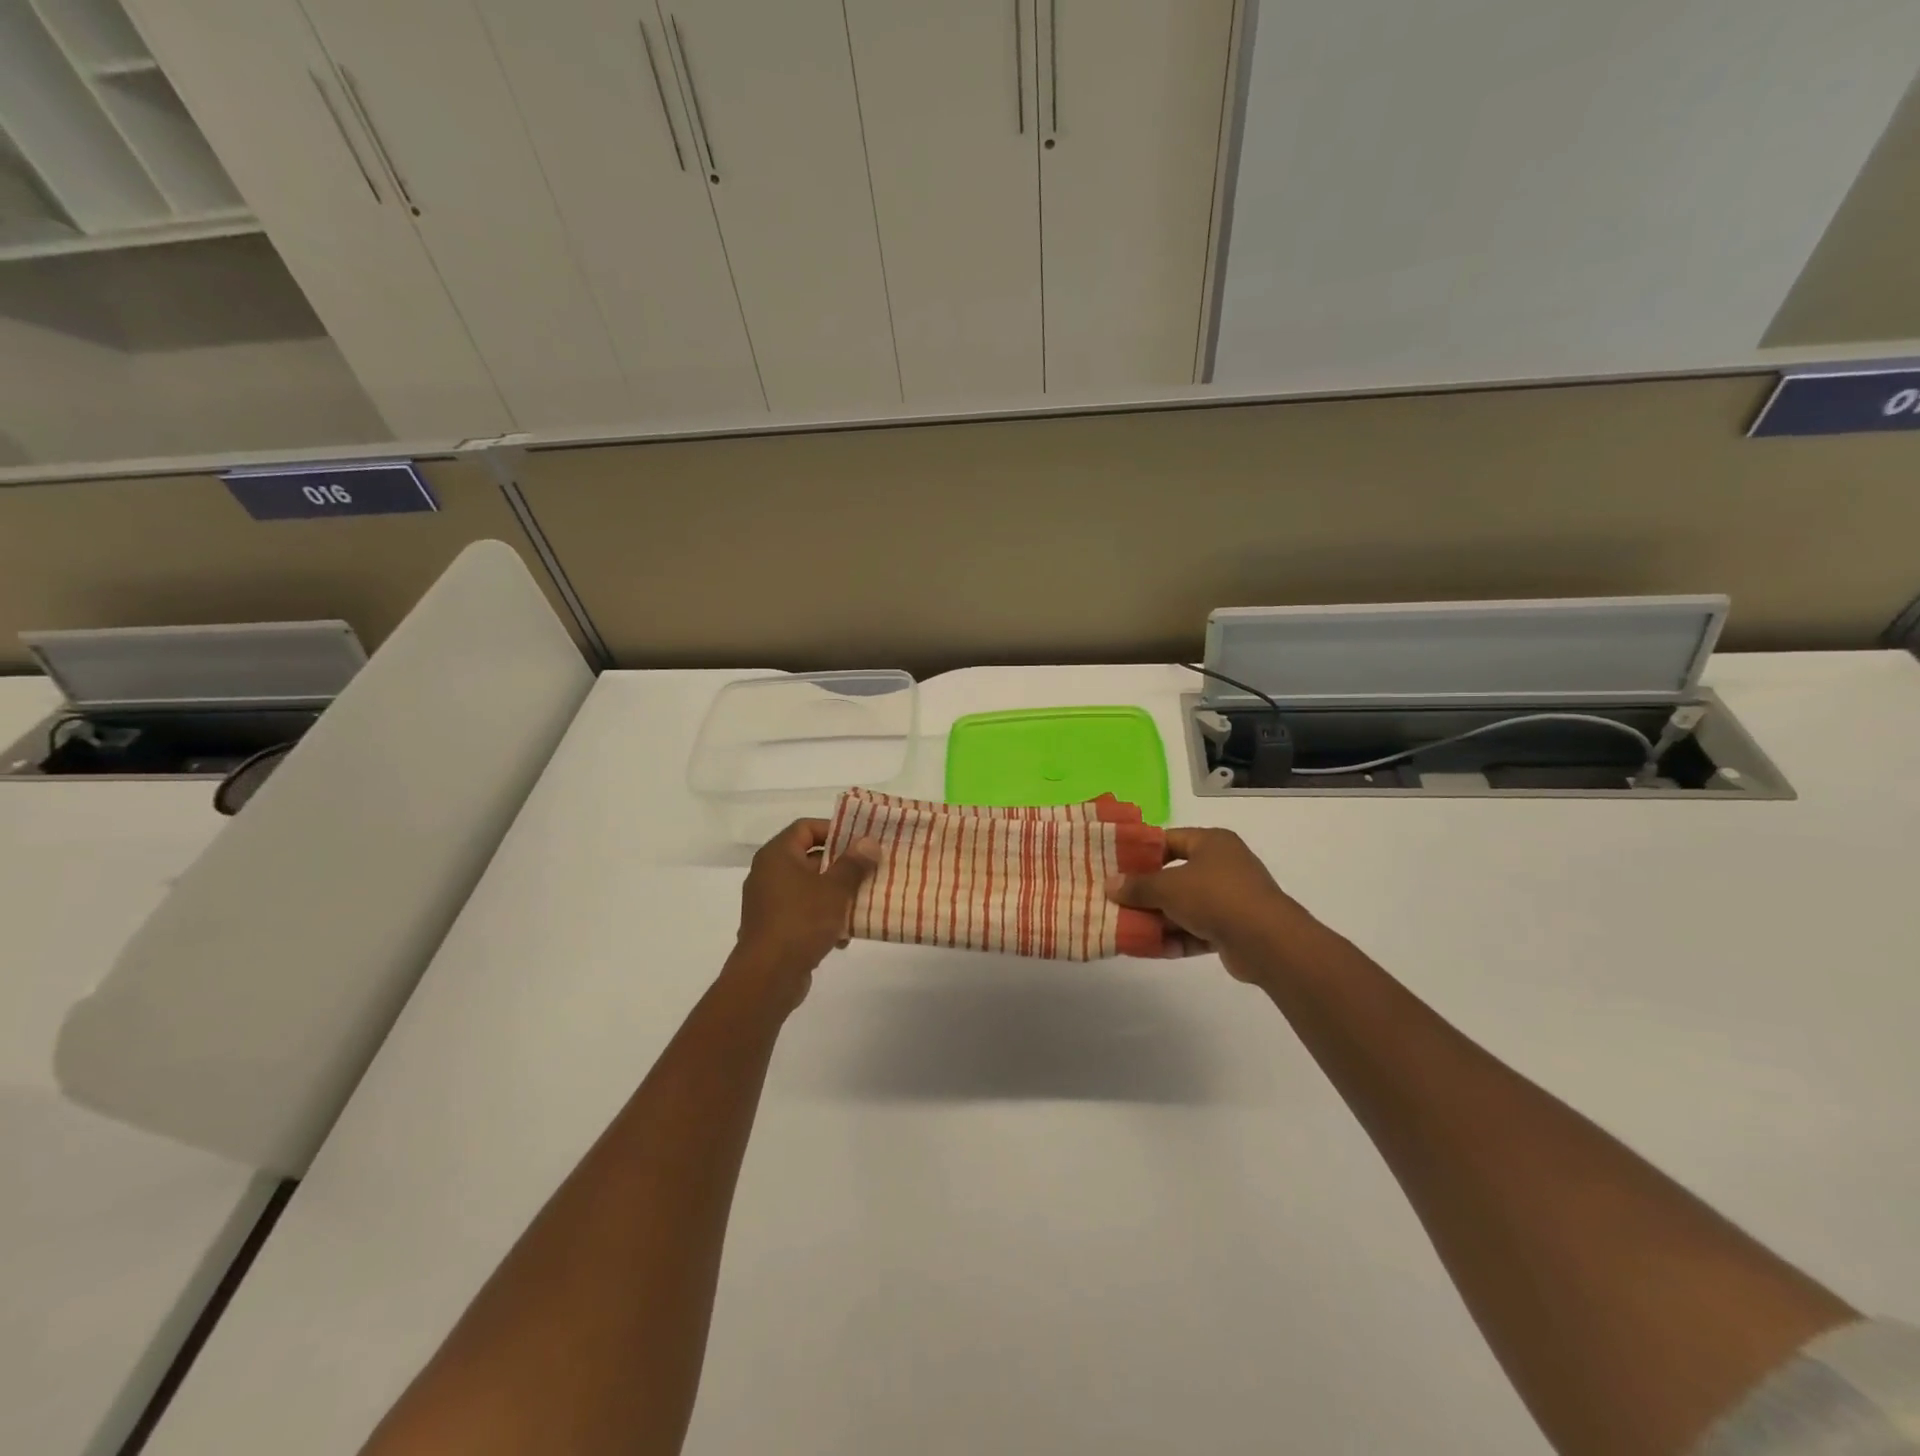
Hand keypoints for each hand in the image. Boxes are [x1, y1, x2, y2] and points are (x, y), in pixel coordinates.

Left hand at [726, 819, 879, 1011]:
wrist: (768, 977)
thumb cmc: (801, 921)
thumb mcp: (834, 889)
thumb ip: (853, 864)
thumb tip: (868, 842)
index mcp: (777, 856)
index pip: (806, 828)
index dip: (834, 829)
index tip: (861, 841)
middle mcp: (768, 874)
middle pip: (810, 858)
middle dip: (842, 865)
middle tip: (870, 869)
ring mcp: (769, 903)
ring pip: (810, 888)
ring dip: (836, 895)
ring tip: (863, 902)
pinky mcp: (774, 928)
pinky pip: (803, 913)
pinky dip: (823, 919)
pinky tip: (844, 936)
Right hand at [1105, 828, 1316, 984]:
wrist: (1267, 941)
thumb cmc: (1215, 897)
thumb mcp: (1168, 887)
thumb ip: (1138, 886)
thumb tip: (1111, 885)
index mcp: (1212, 843)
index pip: (1170, 840)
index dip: (1142, 852)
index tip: (1116, 865)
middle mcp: (1223, 866)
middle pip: (1175, 875)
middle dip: (1147, 891)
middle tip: (1117, 900)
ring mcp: (1230, 898)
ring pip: (1185, 906)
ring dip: (1159, 918)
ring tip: (1127, 928)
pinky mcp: (1233, 928)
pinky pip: (1197, 930)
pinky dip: (1176, 937)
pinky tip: (1151, 948)